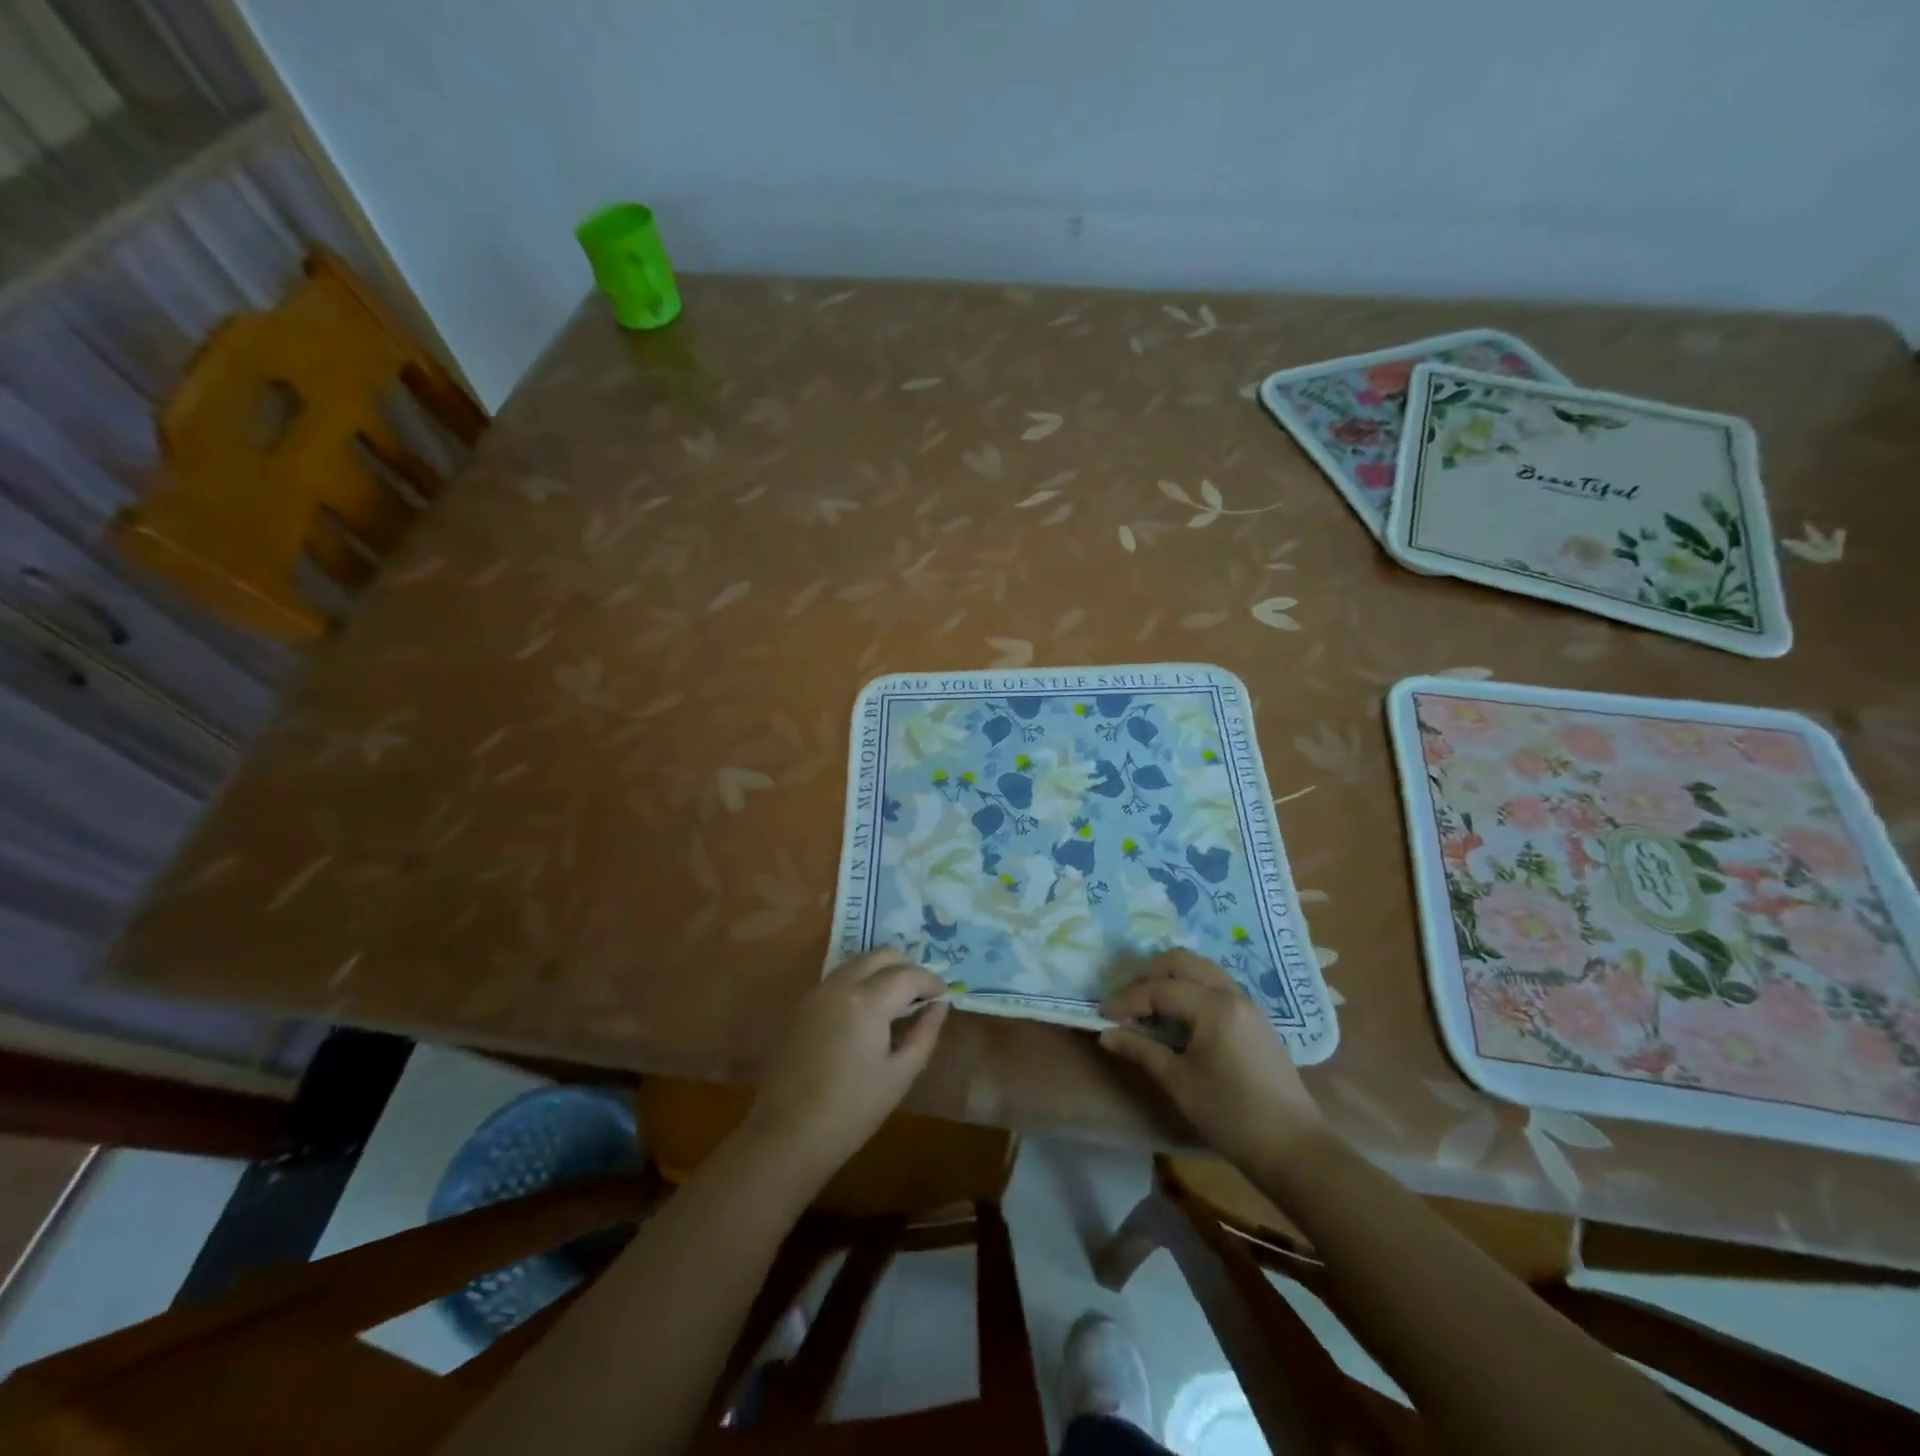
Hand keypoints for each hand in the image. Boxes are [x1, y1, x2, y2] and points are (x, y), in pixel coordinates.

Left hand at [742, 949, 949, 1184]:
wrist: (786, 1135)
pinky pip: (837, 978)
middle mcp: (840, 985)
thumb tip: (939, 1005)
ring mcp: (816, 992)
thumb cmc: (851, 1111)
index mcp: (867, 1001)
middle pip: (881, 955)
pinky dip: (859, 982)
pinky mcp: (801, 1006)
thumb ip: (924, 1033)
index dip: (931, 981)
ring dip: (881, 971)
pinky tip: (866, 1011)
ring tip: (896, 1001)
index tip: (944, 995)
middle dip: (906, 967)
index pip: (909, 974)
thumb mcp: (899, 1075)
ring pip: (857, 962)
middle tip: (921, 994)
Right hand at [1099, 950, 1326, 1170]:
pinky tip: (1177, 1015)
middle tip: (1125, 1000)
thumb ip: (1141, 1050)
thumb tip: (1106, 1033)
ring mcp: (1248, 1005)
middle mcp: (1232, 994)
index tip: (1102, 1016)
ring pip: (1201, 970)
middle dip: (1148, 975)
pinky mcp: (1255, 1019)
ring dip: (1170, 978)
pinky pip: (1215, 986)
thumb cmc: (1231, 1116)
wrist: (1294, 1149)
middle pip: (1182, 962)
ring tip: (1147, 1003)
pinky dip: (1190, 989)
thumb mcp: (1179, 1082)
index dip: (1127, 1000)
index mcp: (1214, 1006)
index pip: (1160, 989)